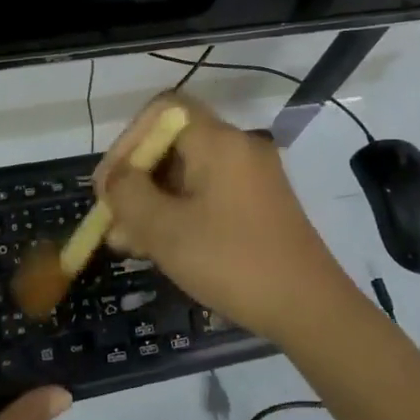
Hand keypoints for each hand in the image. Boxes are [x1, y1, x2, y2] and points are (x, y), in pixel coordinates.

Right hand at [97, 92, 358, 345]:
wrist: (309, 308)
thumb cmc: (231, 261)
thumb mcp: (165, 230)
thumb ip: (128, 196)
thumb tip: (115, 179)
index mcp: (218, 141)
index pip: (161, 110)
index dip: (127, 141)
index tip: (110, 185)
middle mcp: (238, 148)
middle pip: (172, 143)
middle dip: (135, 180)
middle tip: (112, 222)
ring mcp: (252, 177)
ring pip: (187, 174)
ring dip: (152, 202)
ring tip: (127, 243)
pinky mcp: (258, 205)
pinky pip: (207, 195)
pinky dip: (178, 213)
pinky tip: (158, 249)